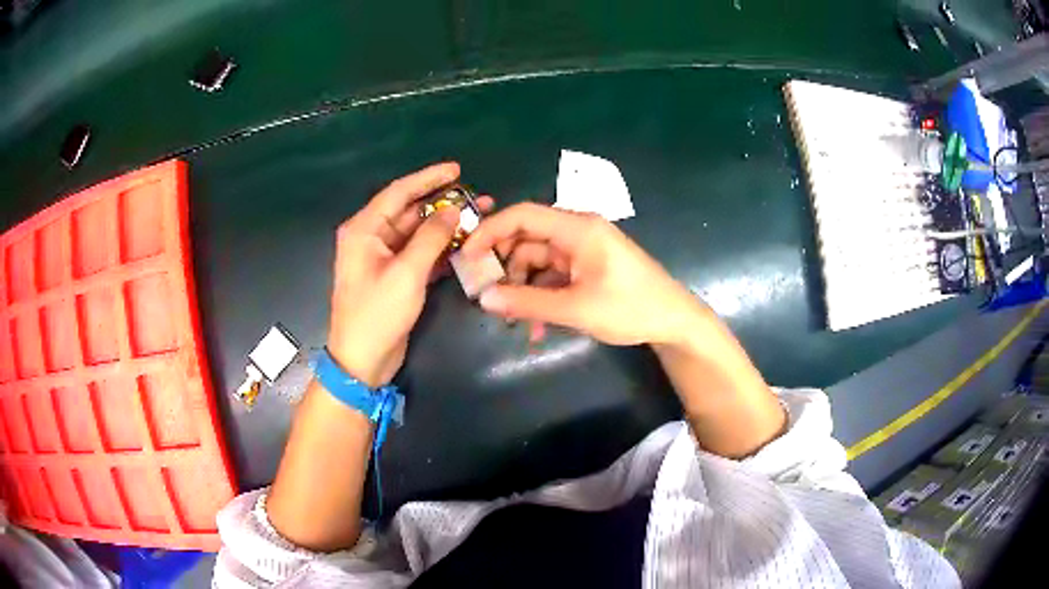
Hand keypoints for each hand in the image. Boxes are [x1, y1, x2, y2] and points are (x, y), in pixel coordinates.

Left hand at [327, 163, 491, 386]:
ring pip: (417, 233)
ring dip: (445, 227)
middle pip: (410, 211)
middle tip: (477, 197)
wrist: (362, 361)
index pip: (399, 193)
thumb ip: (431, 238)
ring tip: (478, 218)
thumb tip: (453, 210)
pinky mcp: (395, 276)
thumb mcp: (406, 273)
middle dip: (443, 204)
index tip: (457, 169)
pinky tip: (465, 245)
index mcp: (364, 229)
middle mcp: (371, 237)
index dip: (428, 178)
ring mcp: (383, 258)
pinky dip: (440, 249)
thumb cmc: (377, 314)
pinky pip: (419, 253)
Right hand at [462, 203, 703, 346]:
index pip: (522, 215)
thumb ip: (527, 303)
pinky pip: (553, 276)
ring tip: (516, 323)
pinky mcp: (587, 266)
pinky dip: (542, 296)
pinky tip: (538, 327)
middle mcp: (577, 231)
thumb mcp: (575, 309)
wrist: (673, 321)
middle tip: (489, 298)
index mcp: (577, 228)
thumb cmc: (630, 308)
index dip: (490, 232)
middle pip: (526, 240)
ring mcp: (583, 249)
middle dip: (506, 269)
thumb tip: (483, 299)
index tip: (467, 257)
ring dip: (524, 290)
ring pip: (537, 261)